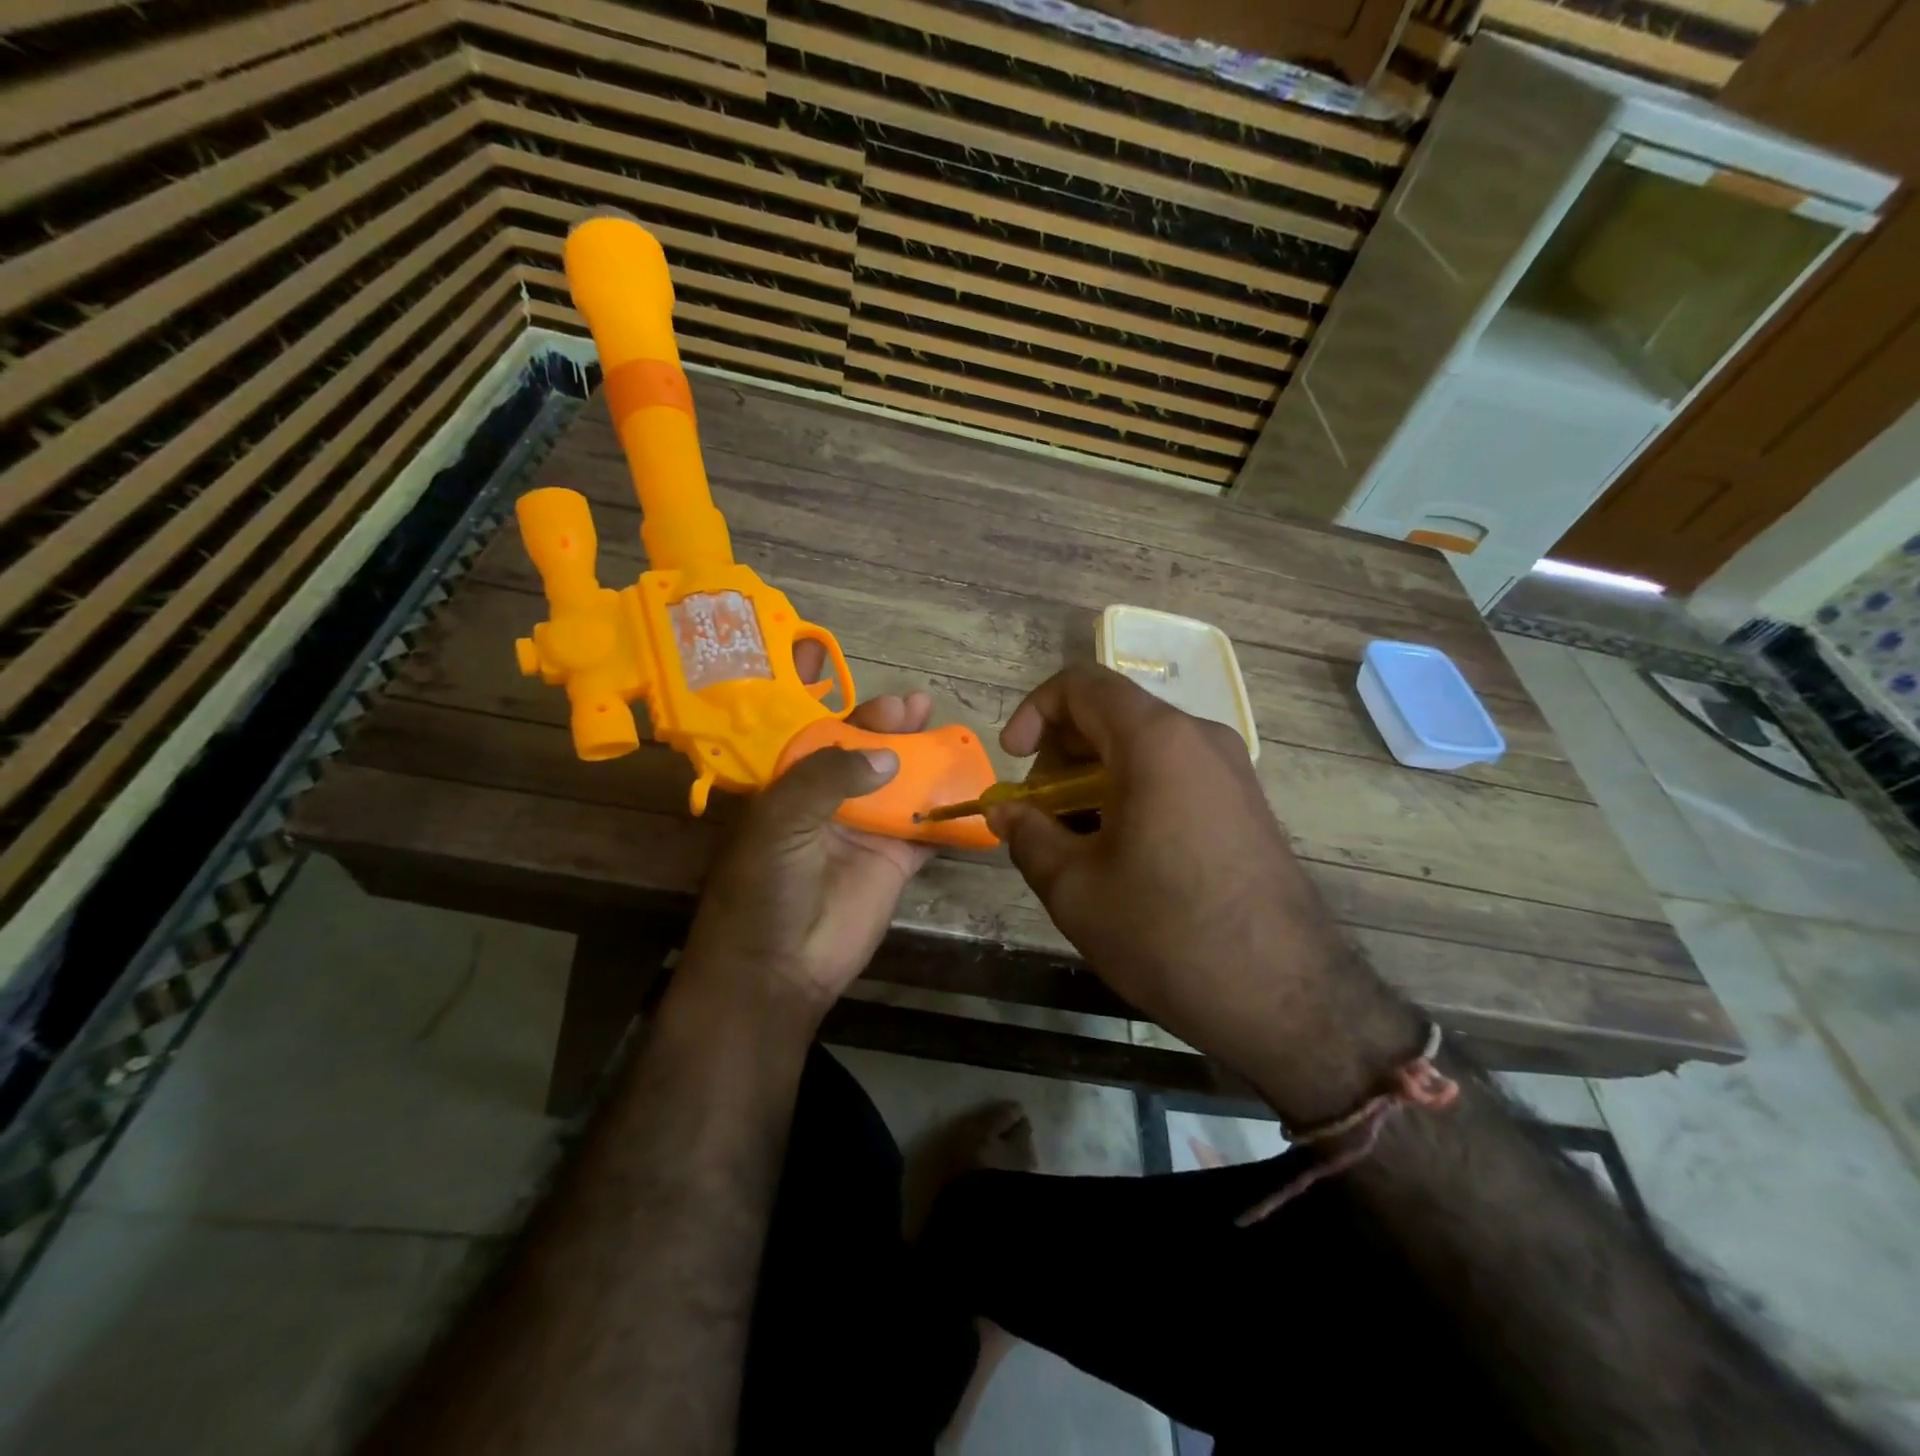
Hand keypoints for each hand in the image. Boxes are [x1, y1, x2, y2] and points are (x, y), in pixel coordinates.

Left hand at [679, 689, 935, 1024]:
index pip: (823, 735)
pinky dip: (950, 813)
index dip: (852, 714)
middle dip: (892, 729)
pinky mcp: (895, 862)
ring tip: (947, 733)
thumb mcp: (781, 820)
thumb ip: (828, 777)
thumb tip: (887, 756)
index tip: (884, 701)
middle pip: (868, 755)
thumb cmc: (765, 887)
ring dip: (924, 761)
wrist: (778, 968)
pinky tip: (971, 788)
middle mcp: (830, 802)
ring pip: (901, 785)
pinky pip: (928, 831)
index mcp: (793, 786)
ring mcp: (866, 831)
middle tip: (917, 708)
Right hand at [989, 665, 1417, 1122]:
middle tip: (1040, 811)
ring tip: (1075, 840)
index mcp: (1157, 740)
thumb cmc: (1166, 933)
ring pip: (1144, 747)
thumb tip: (1005, 813)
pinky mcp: (1246, 806)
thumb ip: (1027, 835)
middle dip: (1061, 752)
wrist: (1287, 1001)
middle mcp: (1201, 738)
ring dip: (1094, 777)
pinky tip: (1121, 854)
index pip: (1082, 684)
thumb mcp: (1075, 887)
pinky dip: (1133, 793)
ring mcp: (1232, 771)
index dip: (1034, 711)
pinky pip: (1175, 775)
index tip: (1014, 760)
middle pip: (1113, 713)